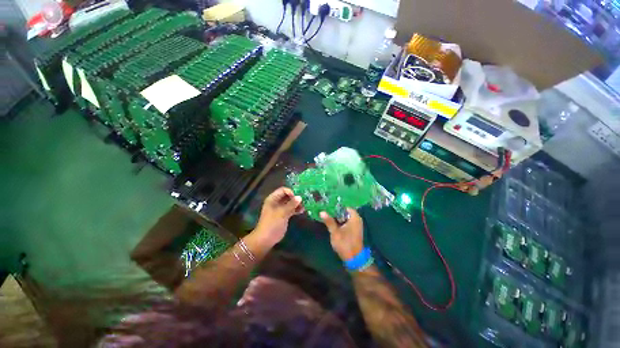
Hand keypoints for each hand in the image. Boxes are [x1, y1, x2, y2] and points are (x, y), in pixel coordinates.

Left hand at [254, 187, 303, 245]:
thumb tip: (300, 197)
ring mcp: (280, 209)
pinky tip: (302, 211)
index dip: (291, 192)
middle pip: (287, 196)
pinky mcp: (284, 215)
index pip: (283, 190)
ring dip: (297, 204)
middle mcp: (276, 202)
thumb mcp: (282, 213)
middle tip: (304, 200)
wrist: (266, 239)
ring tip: (304, 206)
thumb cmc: (272, 223)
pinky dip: (296, 209)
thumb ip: (291, 204)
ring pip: (290, 202)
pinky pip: (291, 209)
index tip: (297, 197)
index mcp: (273, 199)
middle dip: (295, 197)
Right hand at [321, 209, 363, 260]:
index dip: (337, 206)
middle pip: (346, 212)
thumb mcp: (335, 232)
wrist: (354, 259)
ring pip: (346, 217)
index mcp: (354, 218)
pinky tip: (334, 223)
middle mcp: (357, 219)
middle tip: (327, 210)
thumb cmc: (345, 243)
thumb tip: (322, 212)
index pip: (346, 207)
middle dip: (337, 211)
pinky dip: (341, 222)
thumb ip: (329, 221)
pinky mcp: (355, 230)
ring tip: (328, 215)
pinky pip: (347, 222)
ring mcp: (357, 225)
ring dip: (338, 217)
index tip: (329, 206)